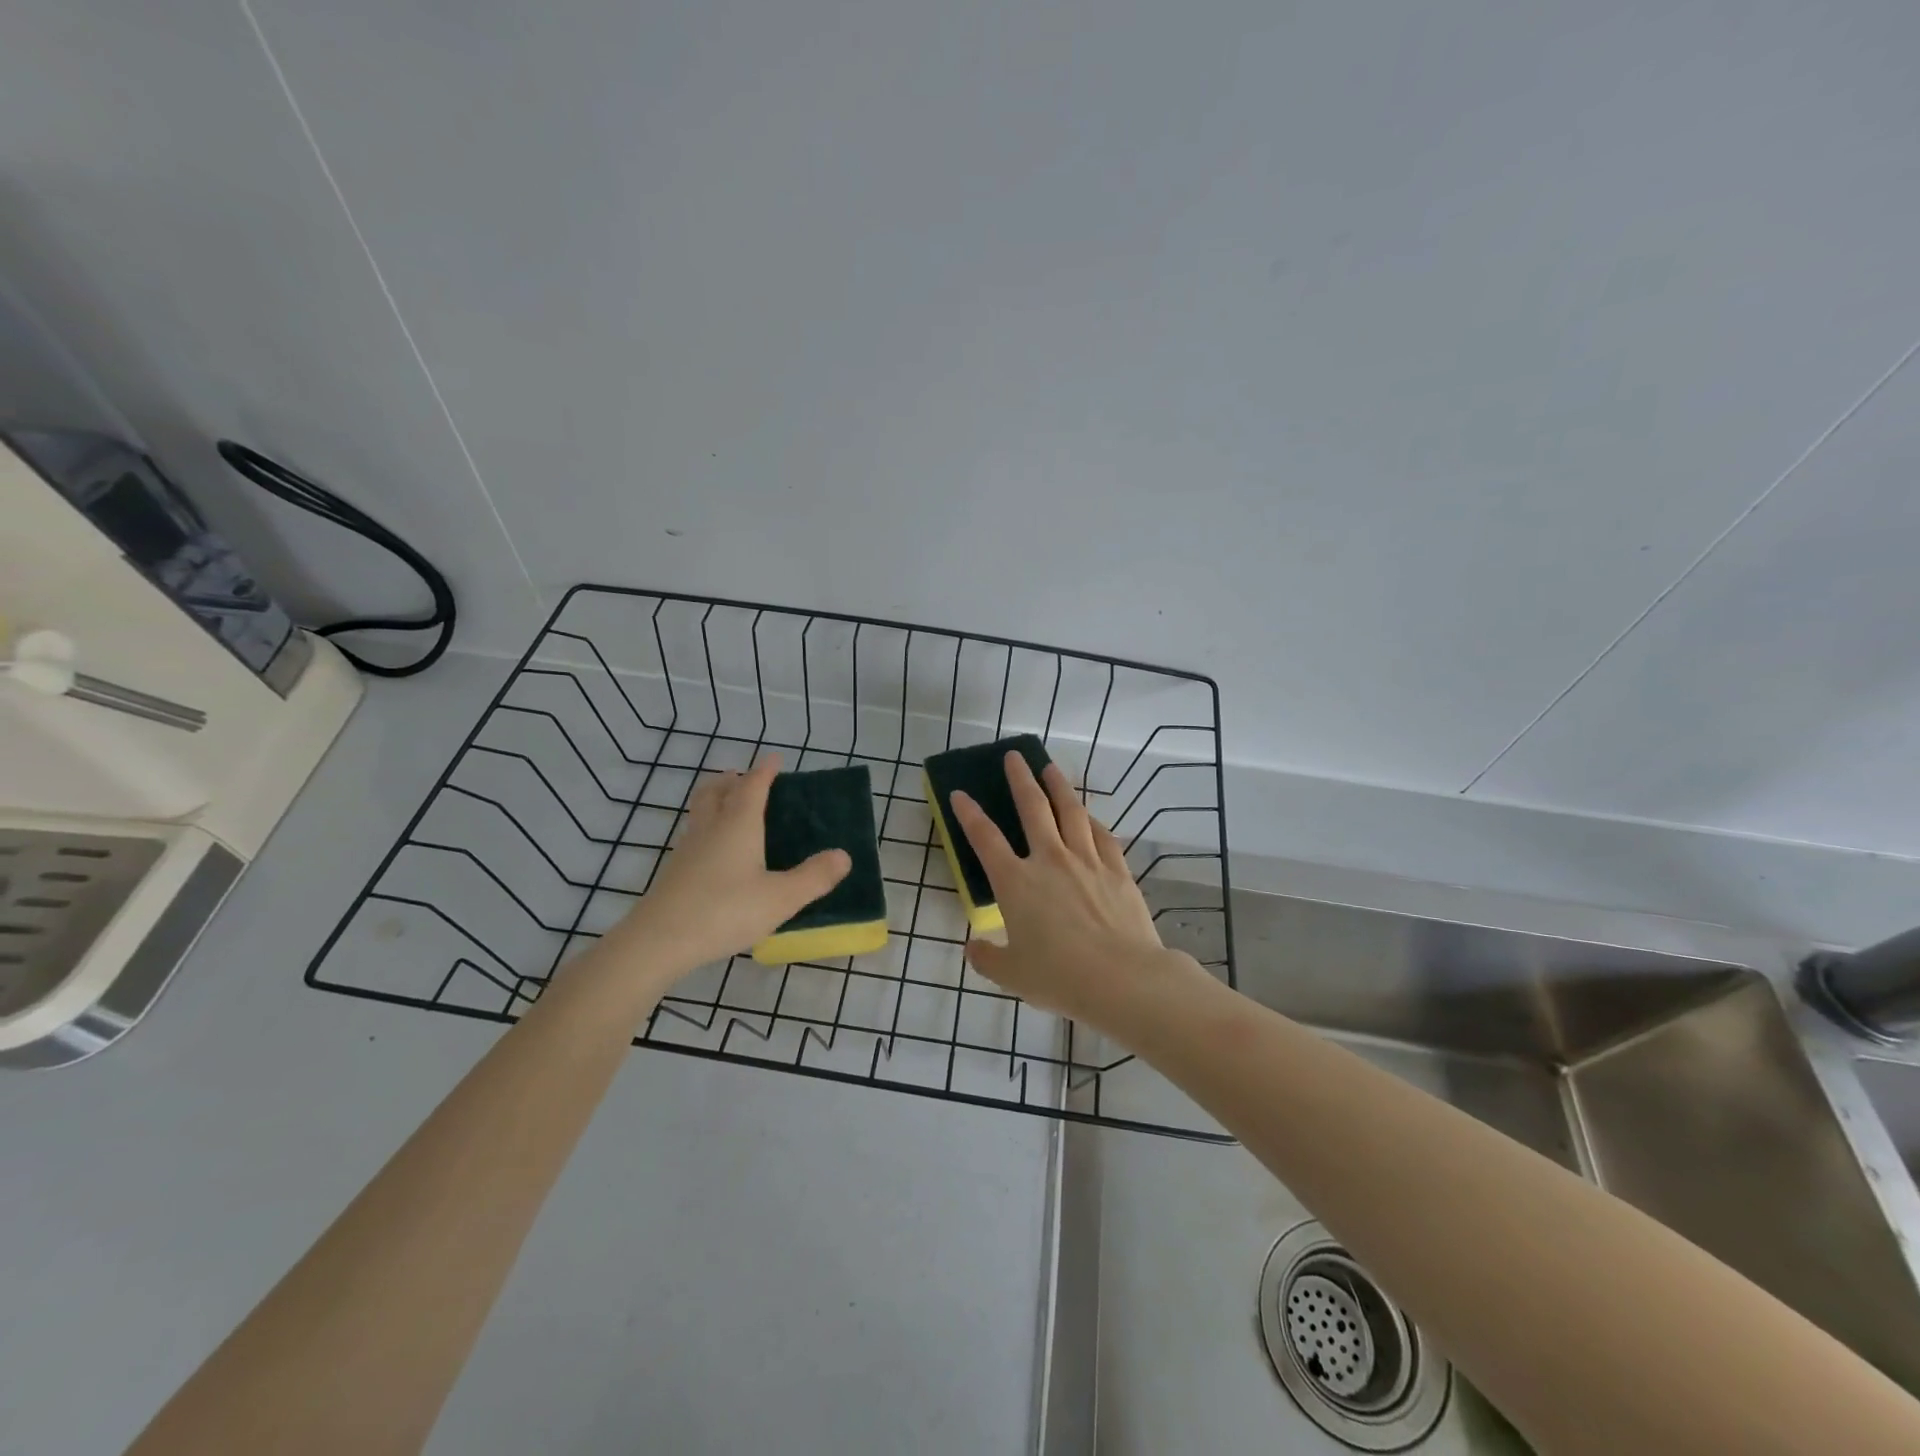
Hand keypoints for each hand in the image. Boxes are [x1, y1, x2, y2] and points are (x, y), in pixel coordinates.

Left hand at [615, 754, 849, 975]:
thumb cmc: (725, 911)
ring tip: (728, 806)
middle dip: (731, 780)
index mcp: (738, 824)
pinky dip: (706, 829)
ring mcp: (687, 850)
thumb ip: (814, 877)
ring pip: (700, 812)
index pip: (752, 786)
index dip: (764, 771)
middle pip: (716, 791)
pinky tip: (714, 852)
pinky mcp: (674, 872)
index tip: (774, 759)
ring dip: (714, 800)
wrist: (659, 941)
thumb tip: (844, 856)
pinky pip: (693, 836)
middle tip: (743, 777)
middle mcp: (711, 828)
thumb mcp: (781, 898)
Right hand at [950, 753, 1199, 1027]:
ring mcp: (1086, 860)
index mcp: (1016, 882)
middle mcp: (1049, 860)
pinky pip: (1101, 835)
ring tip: (1050, 767)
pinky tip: (1088, 814)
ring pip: (1070, 811)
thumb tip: (972, 948)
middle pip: (1032, 808)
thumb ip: (987, 958)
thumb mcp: (1011, 974)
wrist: (1122, 979)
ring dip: (1058, 786)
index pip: (985, 838)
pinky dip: (1091, 819)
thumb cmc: (1059, 977)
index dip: (969, 814)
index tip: (959, 794)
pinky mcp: (1117, 869)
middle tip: (1014, 756)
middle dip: (1020, 779)